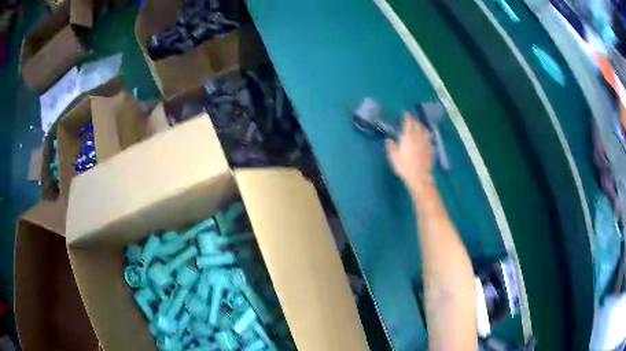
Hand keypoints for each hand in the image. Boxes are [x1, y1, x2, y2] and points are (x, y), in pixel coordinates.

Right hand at [386, 114, 434, 192]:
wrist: (420, 177)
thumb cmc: (405, 167)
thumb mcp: (394, 157)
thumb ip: (391, 147)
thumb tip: (389, 140)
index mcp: (408, 137)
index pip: (408, 123)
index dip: (407, 118)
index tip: (406, 114)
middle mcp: (418, 137)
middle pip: (418, 125)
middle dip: (414, 121)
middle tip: (411, 120)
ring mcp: (426, 143)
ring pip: (425, 131)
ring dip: (422, 127)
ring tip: (419, 126)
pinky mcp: (431, 149)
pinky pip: (429, 139)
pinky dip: (427, 135)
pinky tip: (427, 137)